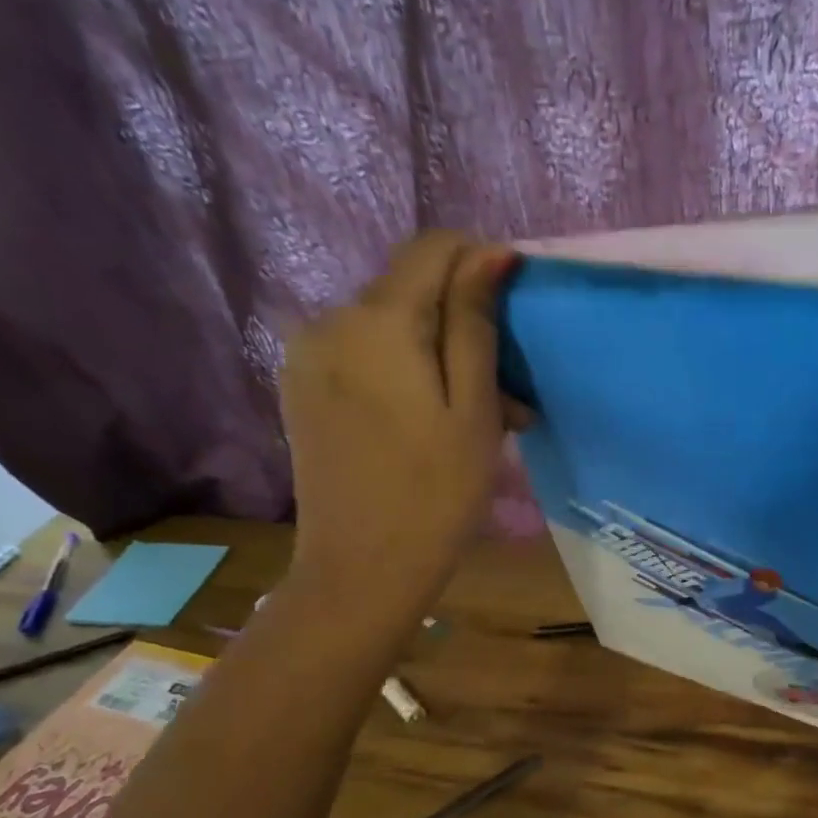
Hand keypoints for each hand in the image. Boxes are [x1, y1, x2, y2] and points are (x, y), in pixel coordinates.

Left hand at [280, 231, 523, 611]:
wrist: (361, 570)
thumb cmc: (437, 493)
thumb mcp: (474, 407)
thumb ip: (475, 322)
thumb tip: (490, 251)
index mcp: (376, 321)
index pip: (433, 248)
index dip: (481, 261)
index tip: (516, 308)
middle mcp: (329, 320)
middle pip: (409, 287)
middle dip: (463, 319)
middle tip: (508, 385)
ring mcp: (307, 354)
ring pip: (388, 323)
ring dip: (437, 350)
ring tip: (478, 412)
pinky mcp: (301, 386)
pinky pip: (362, 353)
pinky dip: (403, 368)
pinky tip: (429, 416)